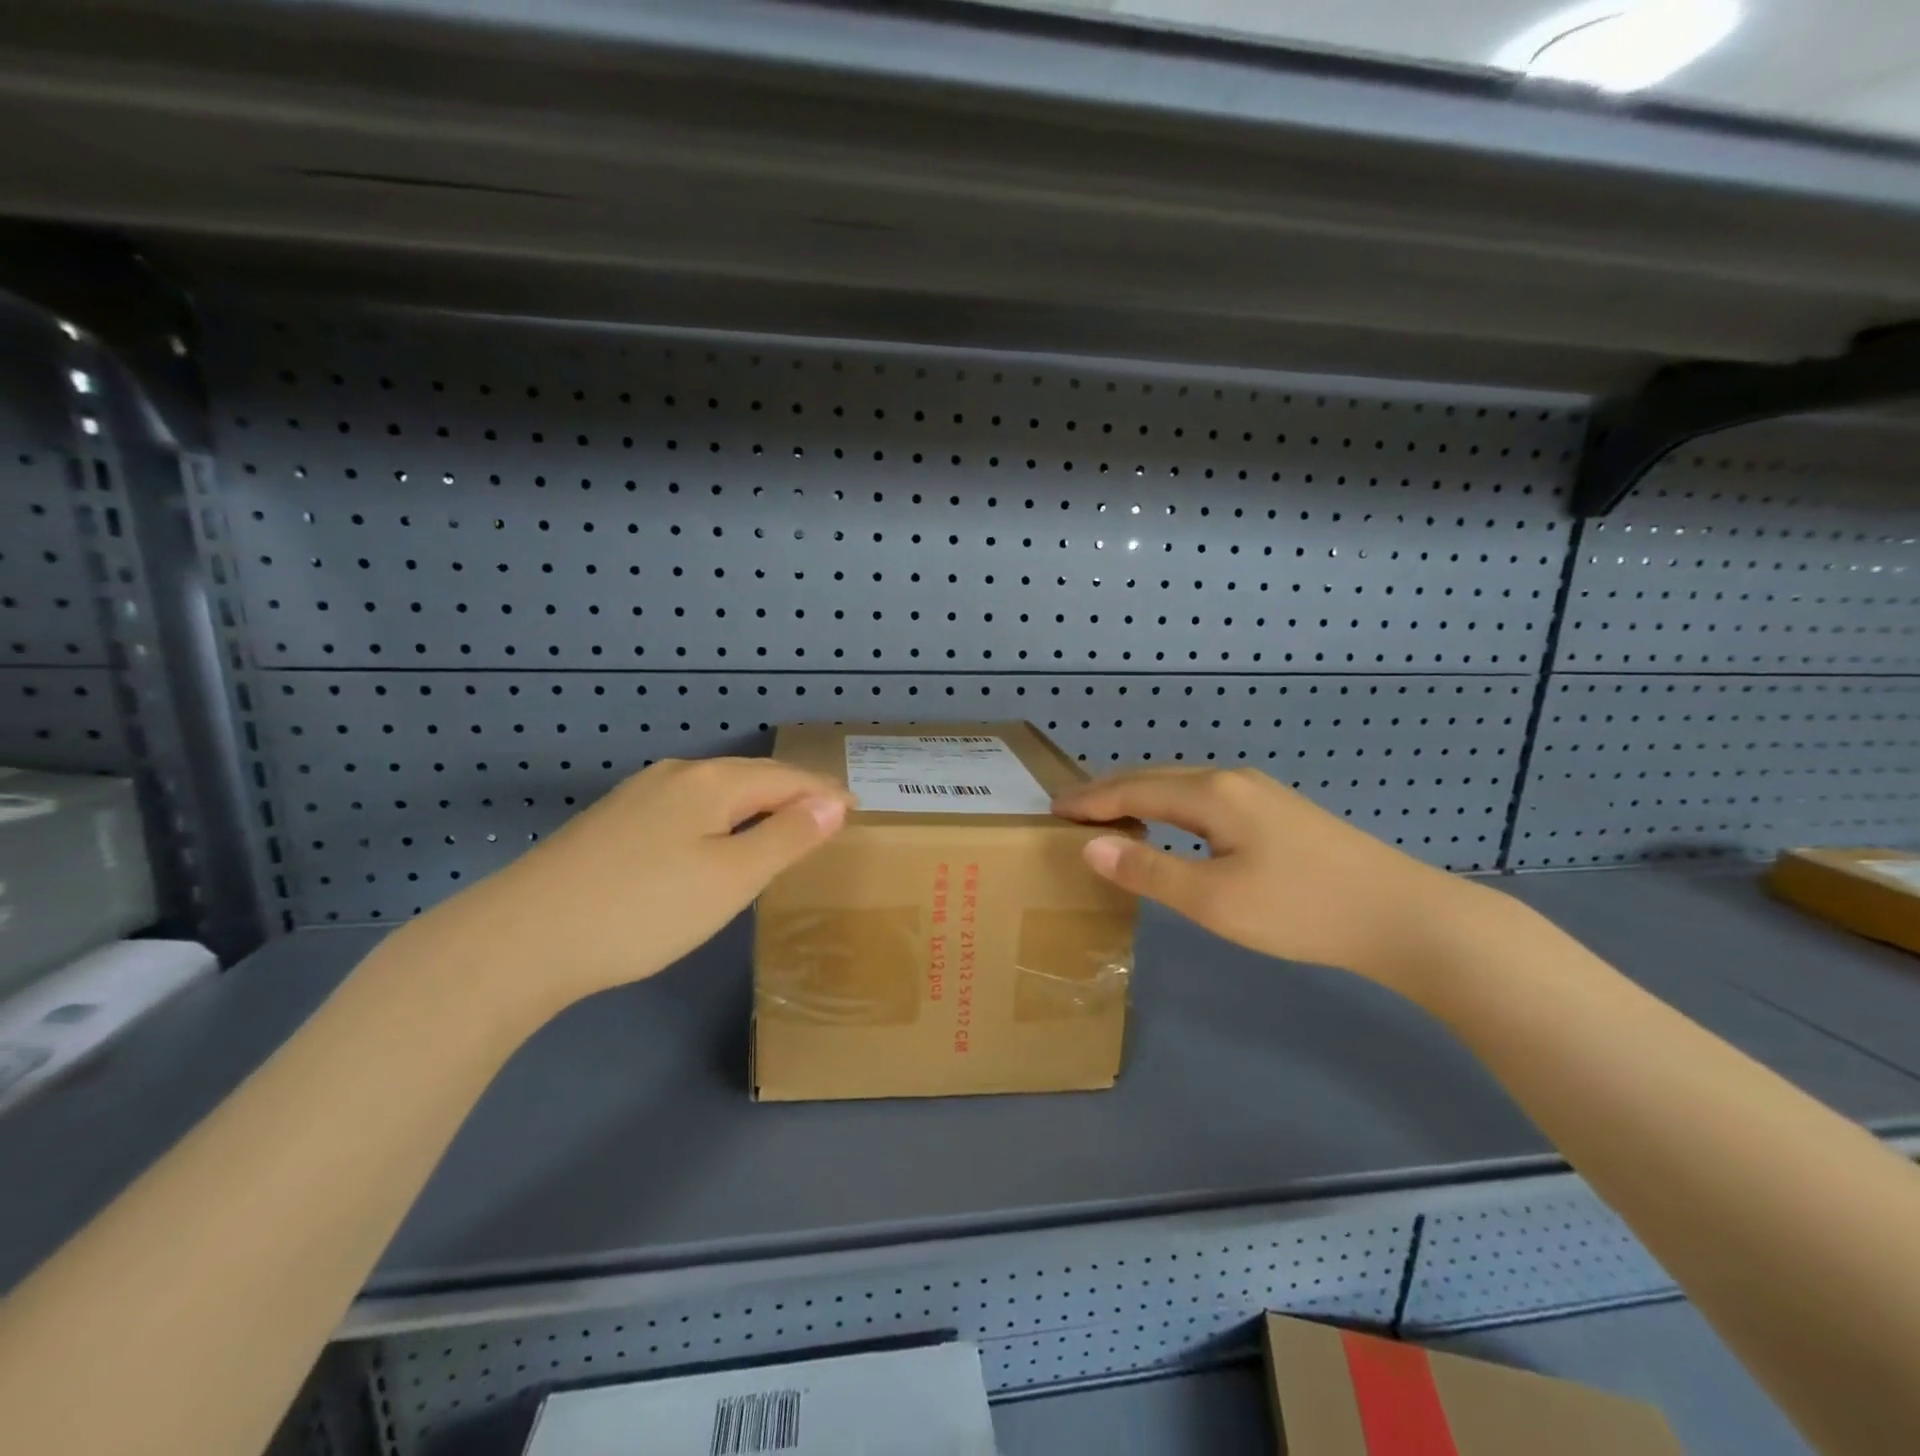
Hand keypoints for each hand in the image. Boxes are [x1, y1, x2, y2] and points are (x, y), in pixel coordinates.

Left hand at [394, 757, 852, 1020]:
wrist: (522, 939)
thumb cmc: (645, 909)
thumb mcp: (732, 877)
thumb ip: (788, 836)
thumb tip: (834, 801)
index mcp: (711, 782)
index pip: (786, 777)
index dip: (824, 792)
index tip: (856, 809)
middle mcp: (675, 775)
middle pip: (749, 778)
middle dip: (791, 796)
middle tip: (826, 820)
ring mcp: (637, 797)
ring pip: (714, 794)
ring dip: (754, 808)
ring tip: (781, 830)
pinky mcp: (611, 824)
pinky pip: (685, 811)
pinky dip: (718, 822)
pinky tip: (712, 844)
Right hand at [1051, 766, 1480, 990]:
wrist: (1404, 916)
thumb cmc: (1300, 909)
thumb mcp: (1213, 899)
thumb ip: (1149, 870)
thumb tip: (1091, 845)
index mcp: (1211, 793)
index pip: (1133, 788)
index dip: (1090, 799)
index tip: (1051, 809)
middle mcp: (1232, 779)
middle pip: (1156, 777)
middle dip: (1110, 791)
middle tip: (1071, 809)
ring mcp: (1260, 792)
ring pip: (1183, 786)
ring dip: (1141, 796)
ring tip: (1110, 815)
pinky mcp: (1278, 812)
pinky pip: (1205, 798)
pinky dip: (1170, 806)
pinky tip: (1172, 825)